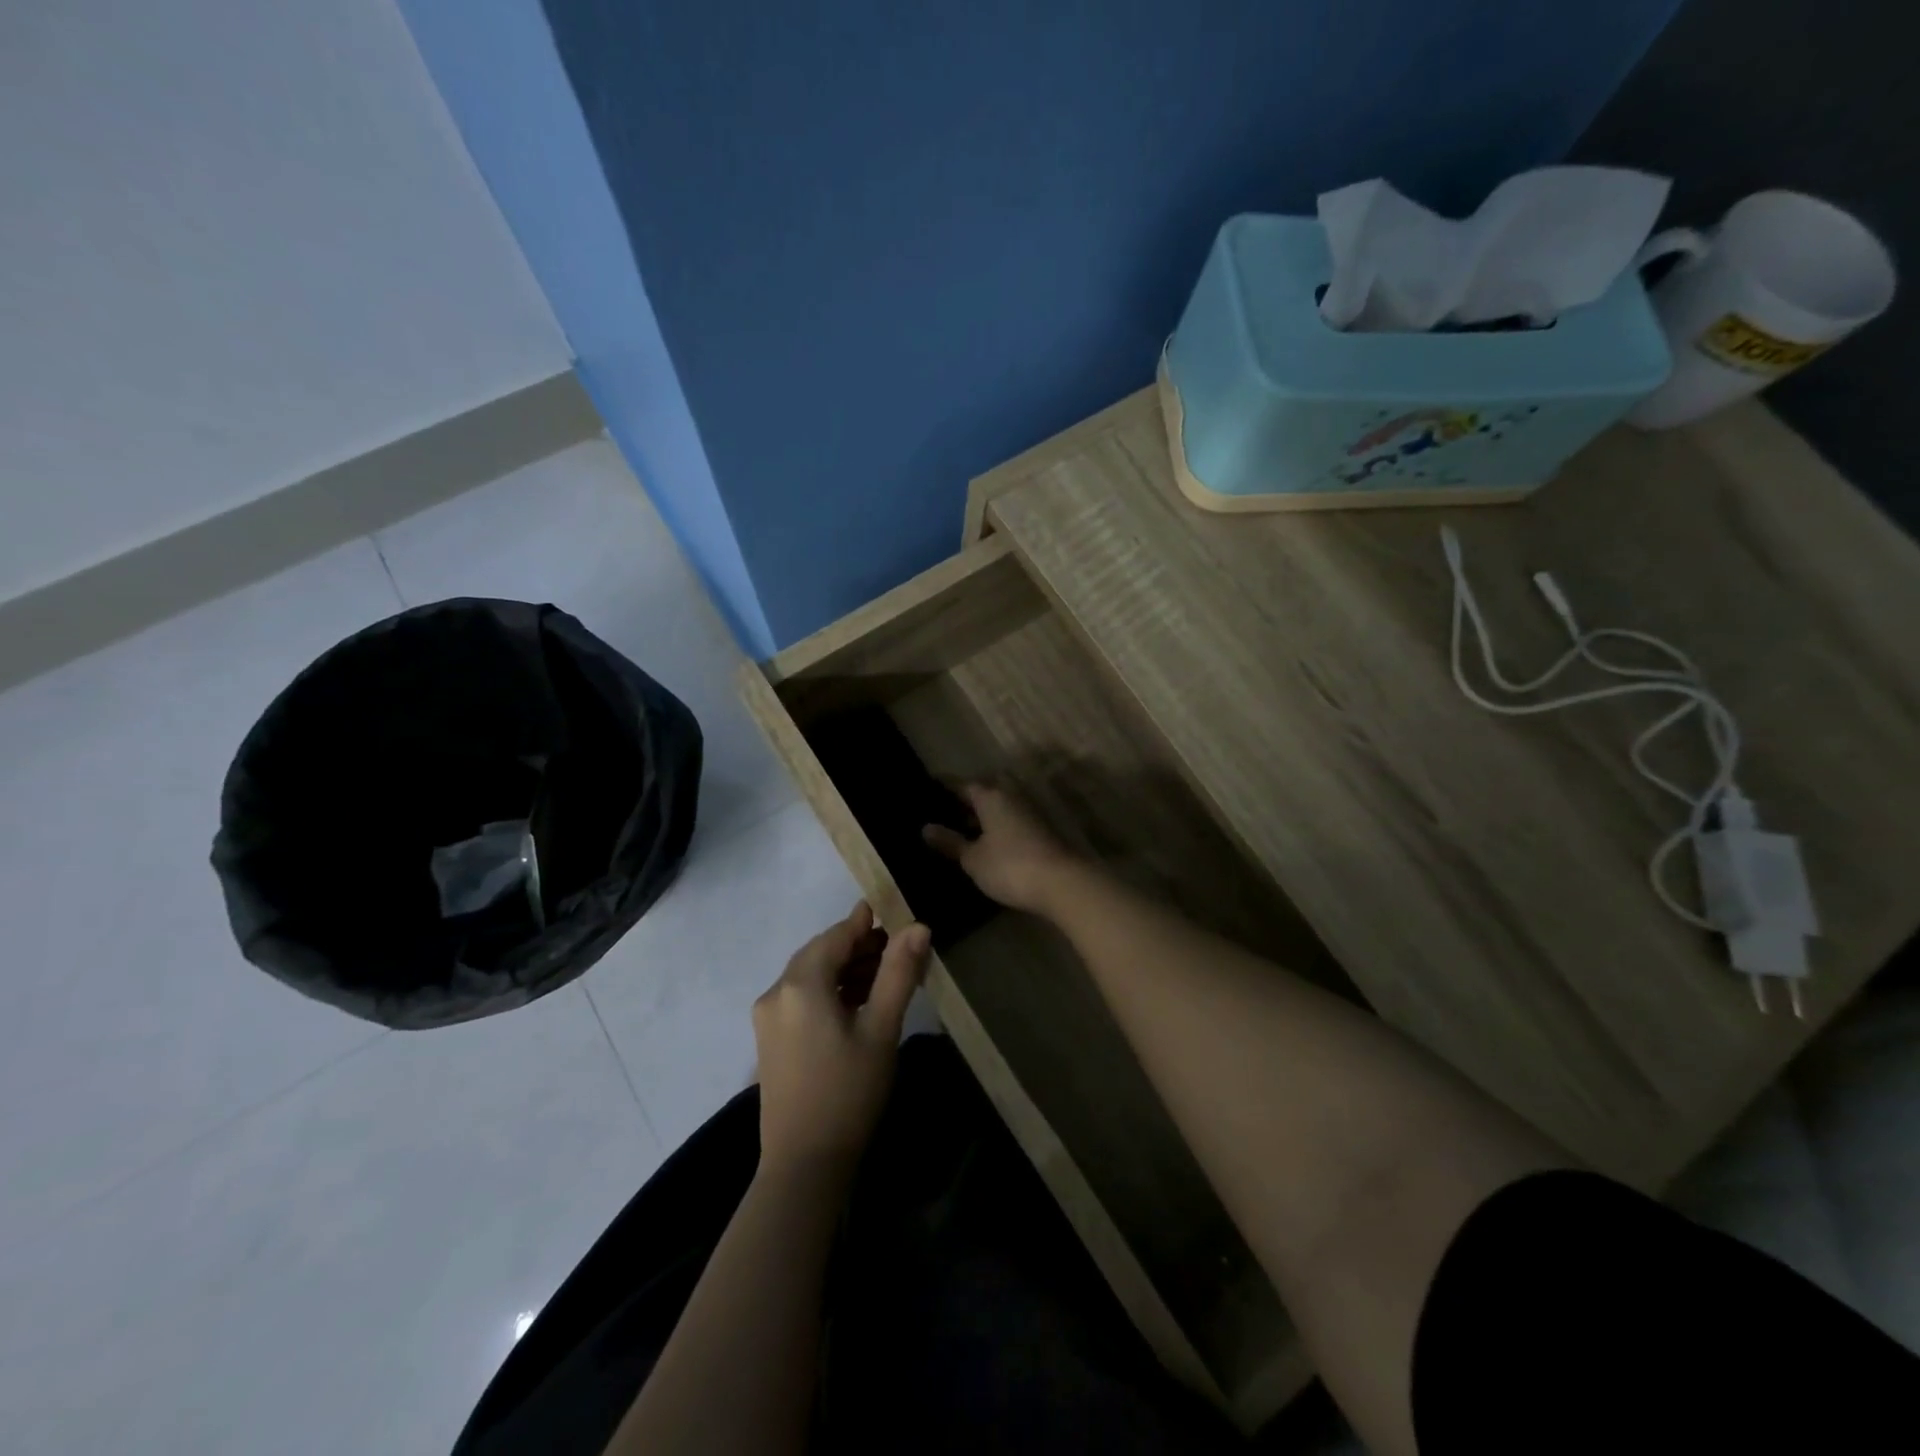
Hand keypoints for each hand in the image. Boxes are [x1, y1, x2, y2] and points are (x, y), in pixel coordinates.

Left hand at [753, 903, 928, 1176]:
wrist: (804, 1164)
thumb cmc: (848, 1092)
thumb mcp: (881, 1029)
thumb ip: (898, 973)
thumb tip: (917, 926)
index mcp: (800, 984)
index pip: (835, 937)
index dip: (863, 922)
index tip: (889, 910)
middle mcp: (776, 993)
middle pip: (819, 954)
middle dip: (857, 947)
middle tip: (896, 947)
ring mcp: (768, 1018)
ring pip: (810, 976)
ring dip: (844, 969)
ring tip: (884, 975)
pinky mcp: (770, 1040)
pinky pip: (801, 998)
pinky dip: (829, 991)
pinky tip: (856, 1002)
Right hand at [922, 783, 1078, 914]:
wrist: (1062, 883)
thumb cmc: (1010, 866)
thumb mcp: (973, 858)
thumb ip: (950, 842)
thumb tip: (926, 828)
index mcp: (990, 796)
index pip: (960, 784)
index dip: (942, 787)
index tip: (926, 789)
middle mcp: (1010, 795)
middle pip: (983, 791)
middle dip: (964, 800)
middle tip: (943, 813)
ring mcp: (1028, 811)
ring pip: (998, 805)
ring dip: (981, 815)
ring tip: (959, 831)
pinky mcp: (1040, 829)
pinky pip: (1009, 819)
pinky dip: (995, 826)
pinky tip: (985, 843)